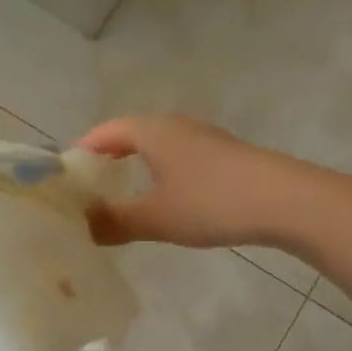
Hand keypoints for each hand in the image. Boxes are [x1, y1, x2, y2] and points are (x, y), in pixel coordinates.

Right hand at [75, 115, 317, 249]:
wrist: (285, 200)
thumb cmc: (211, 202)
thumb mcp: (156, 217)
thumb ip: (114, 222)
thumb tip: (81, 226)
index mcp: (152, 131)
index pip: (105, 132)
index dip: (82, 152)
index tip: (66, 178)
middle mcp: (176, 125)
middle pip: (131, 135)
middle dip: (108, 159)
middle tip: (90, 191)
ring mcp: (204, 138)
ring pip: (158, 147)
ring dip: (138, 167)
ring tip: (124, 197)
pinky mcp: (226, 155)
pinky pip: (180, 158)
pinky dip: (163, 174)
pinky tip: (169, 200)